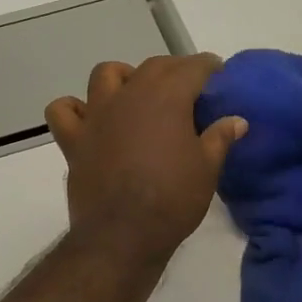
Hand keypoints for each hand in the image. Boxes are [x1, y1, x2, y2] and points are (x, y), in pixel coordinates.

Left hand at [46, 53, 247, 267]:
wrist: (123, 235)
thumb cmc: (172, 200)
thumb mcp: (207, 169)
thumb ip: (220, 138)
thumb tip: (237, 120)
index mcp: (166, 98)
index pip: (191, 68)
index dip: (208, 66)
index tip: (218, 72)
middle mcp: (129, 96)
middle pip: (153, 67)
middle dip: (174, 69)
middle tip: (189, 86)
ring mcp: (97, 115)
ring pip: (106, 74)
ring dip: (124, 76)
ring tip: (137, 93)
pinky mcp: (74, 139)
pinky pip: (64, 111)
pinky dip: (75, 108)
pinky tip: (89, 118)